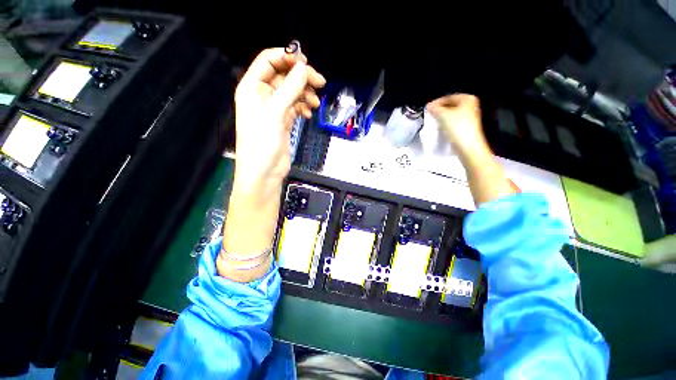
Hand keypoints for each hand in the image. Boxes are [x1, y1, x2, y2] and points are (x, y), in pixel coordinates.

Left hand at [234, 48, 325, 187]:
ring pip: (291, 93)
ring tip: (315, 103)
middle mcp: (262, 95)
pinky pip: (294, 107)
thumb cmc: (263, 142)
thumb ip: (290, 88)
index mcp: (252, 87)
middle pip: (284, 76)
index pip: (269, 61)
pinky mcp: (282, 121)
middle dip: (301, 78)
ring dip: (305, 94)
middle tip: (320, 83)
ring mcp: (273, 109)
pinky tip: (308, 114)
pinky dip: (303, 108)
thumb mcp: (276, 112)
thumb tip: (303, 68)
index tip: (306, 62)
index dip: (287, 57)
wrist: (264, 172)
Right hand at [428, 94, 515, 204]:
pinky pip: (456, 124)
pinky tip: (442, 130)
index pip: (452, 97)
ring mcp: (471, 123)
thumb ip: (437, 109)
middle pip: (454, 105)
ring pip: (456, 115)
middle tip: (430, 113)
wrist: (473, 155)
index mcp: (468, 103)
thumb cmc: (461, 134)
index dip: (440, 100)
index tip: (429, 107)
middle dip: (442, 107)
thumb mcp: (447, 119)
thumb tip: (431, 106)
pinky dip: (448, 125)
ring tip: (433, 121)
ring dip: (445, 116)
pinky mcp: (469, 134)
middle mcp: (472, 111)